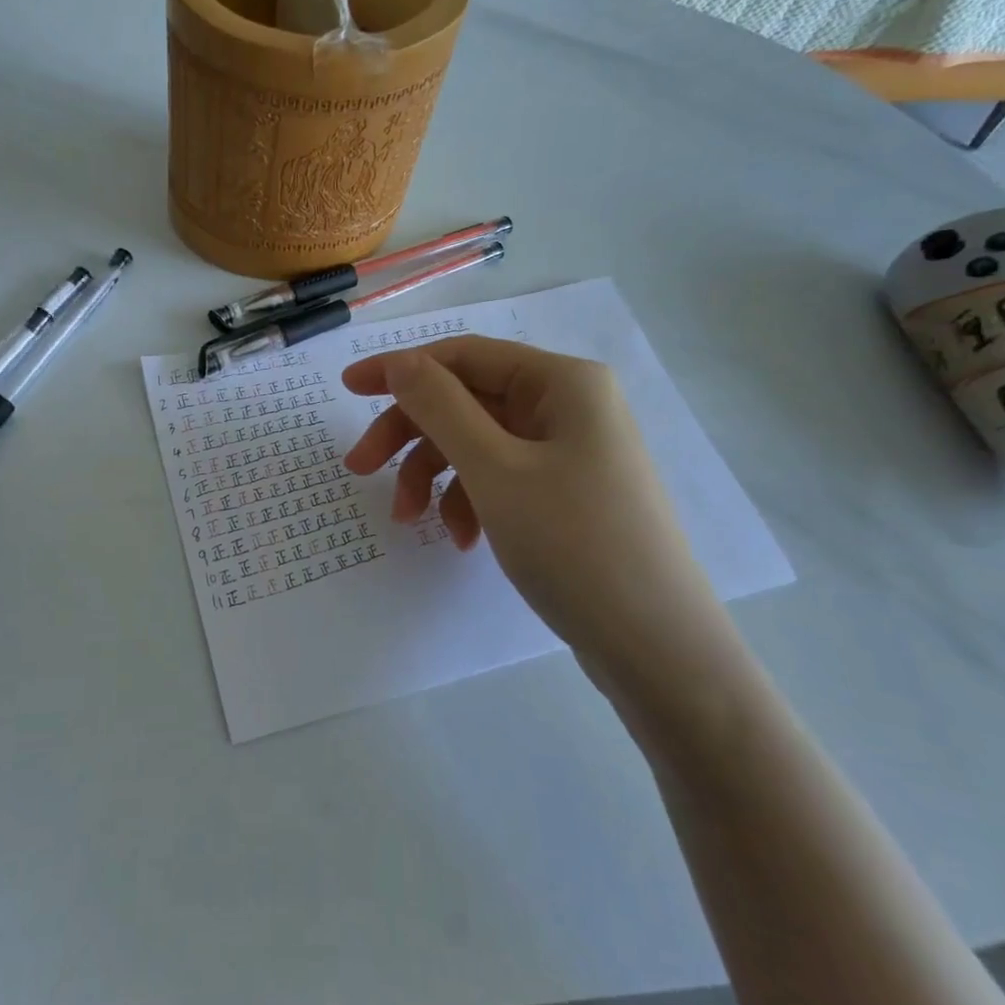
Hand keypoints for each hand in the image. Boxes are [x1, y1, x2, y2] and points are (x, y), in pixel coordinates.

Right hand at [342, 337, 735, 687]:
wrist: (658, 649)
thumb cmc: (574, 544)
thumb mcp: (495, 470)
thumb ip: (440, 407)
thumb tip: (400, 361)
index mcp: (561, 382)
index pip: (463, 355)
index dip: (400, 369)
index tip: (346, 390)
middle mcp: (568, 406)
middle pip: (466, 402)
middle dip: (412, 435)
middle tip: (361, 470)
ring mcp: (570, 452)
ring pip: (478, 444)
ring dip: (435, 476)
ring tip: (411, 521)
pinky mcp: (566, 494)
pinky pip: (501, 478)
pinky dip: (471, 501)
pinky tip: (462, 540)